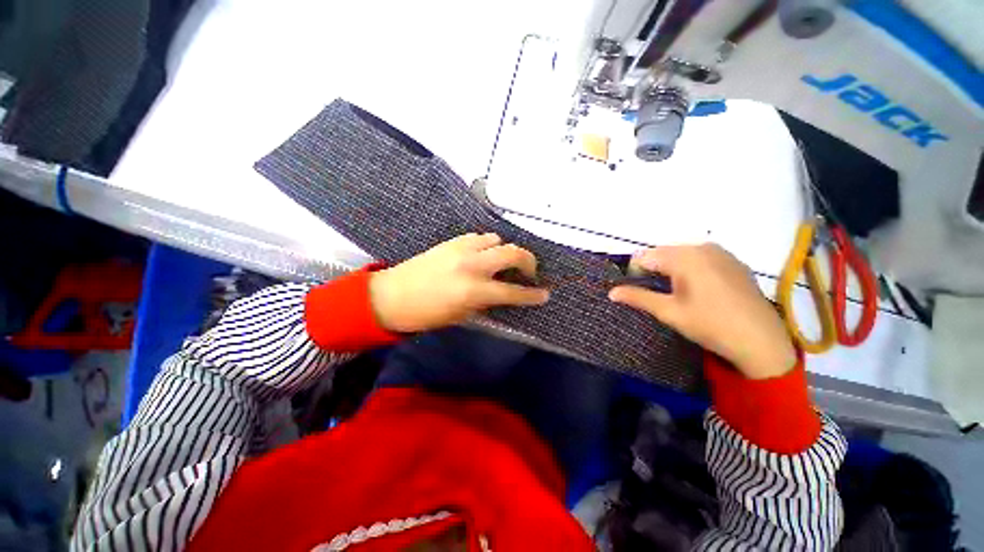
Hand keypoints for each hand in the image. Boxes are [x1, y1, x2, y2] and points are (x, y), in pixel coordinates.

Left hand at [369, 233, 549, 332]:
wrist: (391, 296)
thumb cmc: (426, 314)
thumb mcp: (461, 316)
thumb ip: (486, 302)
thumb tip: (504, 294)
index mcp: (473, 291)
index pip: (513, 292)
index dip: (532, 295)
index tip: (544, 294)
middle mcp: (472, 265)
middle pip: (512, 253)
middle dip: (528, 262)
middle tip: (528, 272)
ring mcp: (461, 249)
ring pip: (496, 239)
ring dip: (504, 251)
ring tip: (500, 263)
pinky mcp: (451, 241)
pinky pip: (478, 237)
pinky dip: (486, 244)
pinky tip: (481, 255)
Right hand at [609, 244, 795, 379]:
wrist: (762, 341)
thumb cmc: (710, 325)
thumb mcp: (668, 312)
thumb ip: (637, 297)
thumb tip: (611, 292)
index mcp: (684, 257)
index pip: (644, 257)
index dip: (635, 273)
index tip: (639, 292)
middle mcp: (702, 247)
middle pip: (663, 254)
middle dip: (653, 271)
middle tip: (659, 296)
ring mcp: (721, 252)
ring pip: (681, 255)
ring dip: (671, 270)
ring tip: (679, 294)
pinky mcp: (734, 261)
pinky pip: (701, 259)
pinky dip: (691, 270)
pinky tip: (700, 291)